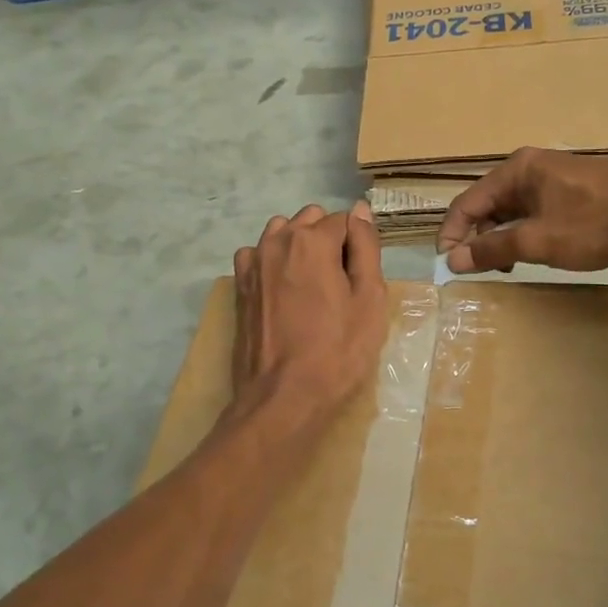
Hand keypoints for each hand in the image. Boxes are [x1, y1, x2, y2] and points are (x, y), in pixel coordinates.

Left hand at [232, 202, 386, 422]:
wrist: (282, 397)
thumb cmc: (337, 351)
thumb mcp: (369, 300)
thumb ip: (366, 247)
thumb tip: (361, 210)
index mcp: (312, 240)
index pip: (345, 221)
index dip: (358, 248)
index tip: (360, 280)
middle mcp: (277, 241)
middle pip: (311, 220)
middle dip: (328, 241)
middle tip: (339, 284)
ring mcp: (252, 262)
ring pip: (282, 233)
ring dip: (299, 247)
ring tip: (311, 287)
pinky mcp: (239, 285)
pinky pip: (258, 255)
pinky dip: (272, 262)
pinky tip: (283, 292)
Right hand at [437, 148, 607, 274]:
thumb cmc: (594, 223)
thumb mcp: (537, 241)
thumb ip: (492, 250)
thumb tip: (452, 259)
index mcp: (516, 171)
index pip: (467, 202)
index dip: (452, 234)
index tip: (448, 265)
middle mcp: (532, 167)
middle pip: (489, 204)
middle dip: (479, 237)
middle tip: (480, 270)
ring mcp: (558, 177)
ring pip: (515, 210)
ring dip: (505, 238)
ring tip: (510, 266)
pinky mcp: (579, 190)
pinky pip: (539, 211)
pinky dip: (529, 233)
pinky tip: (541, 252)